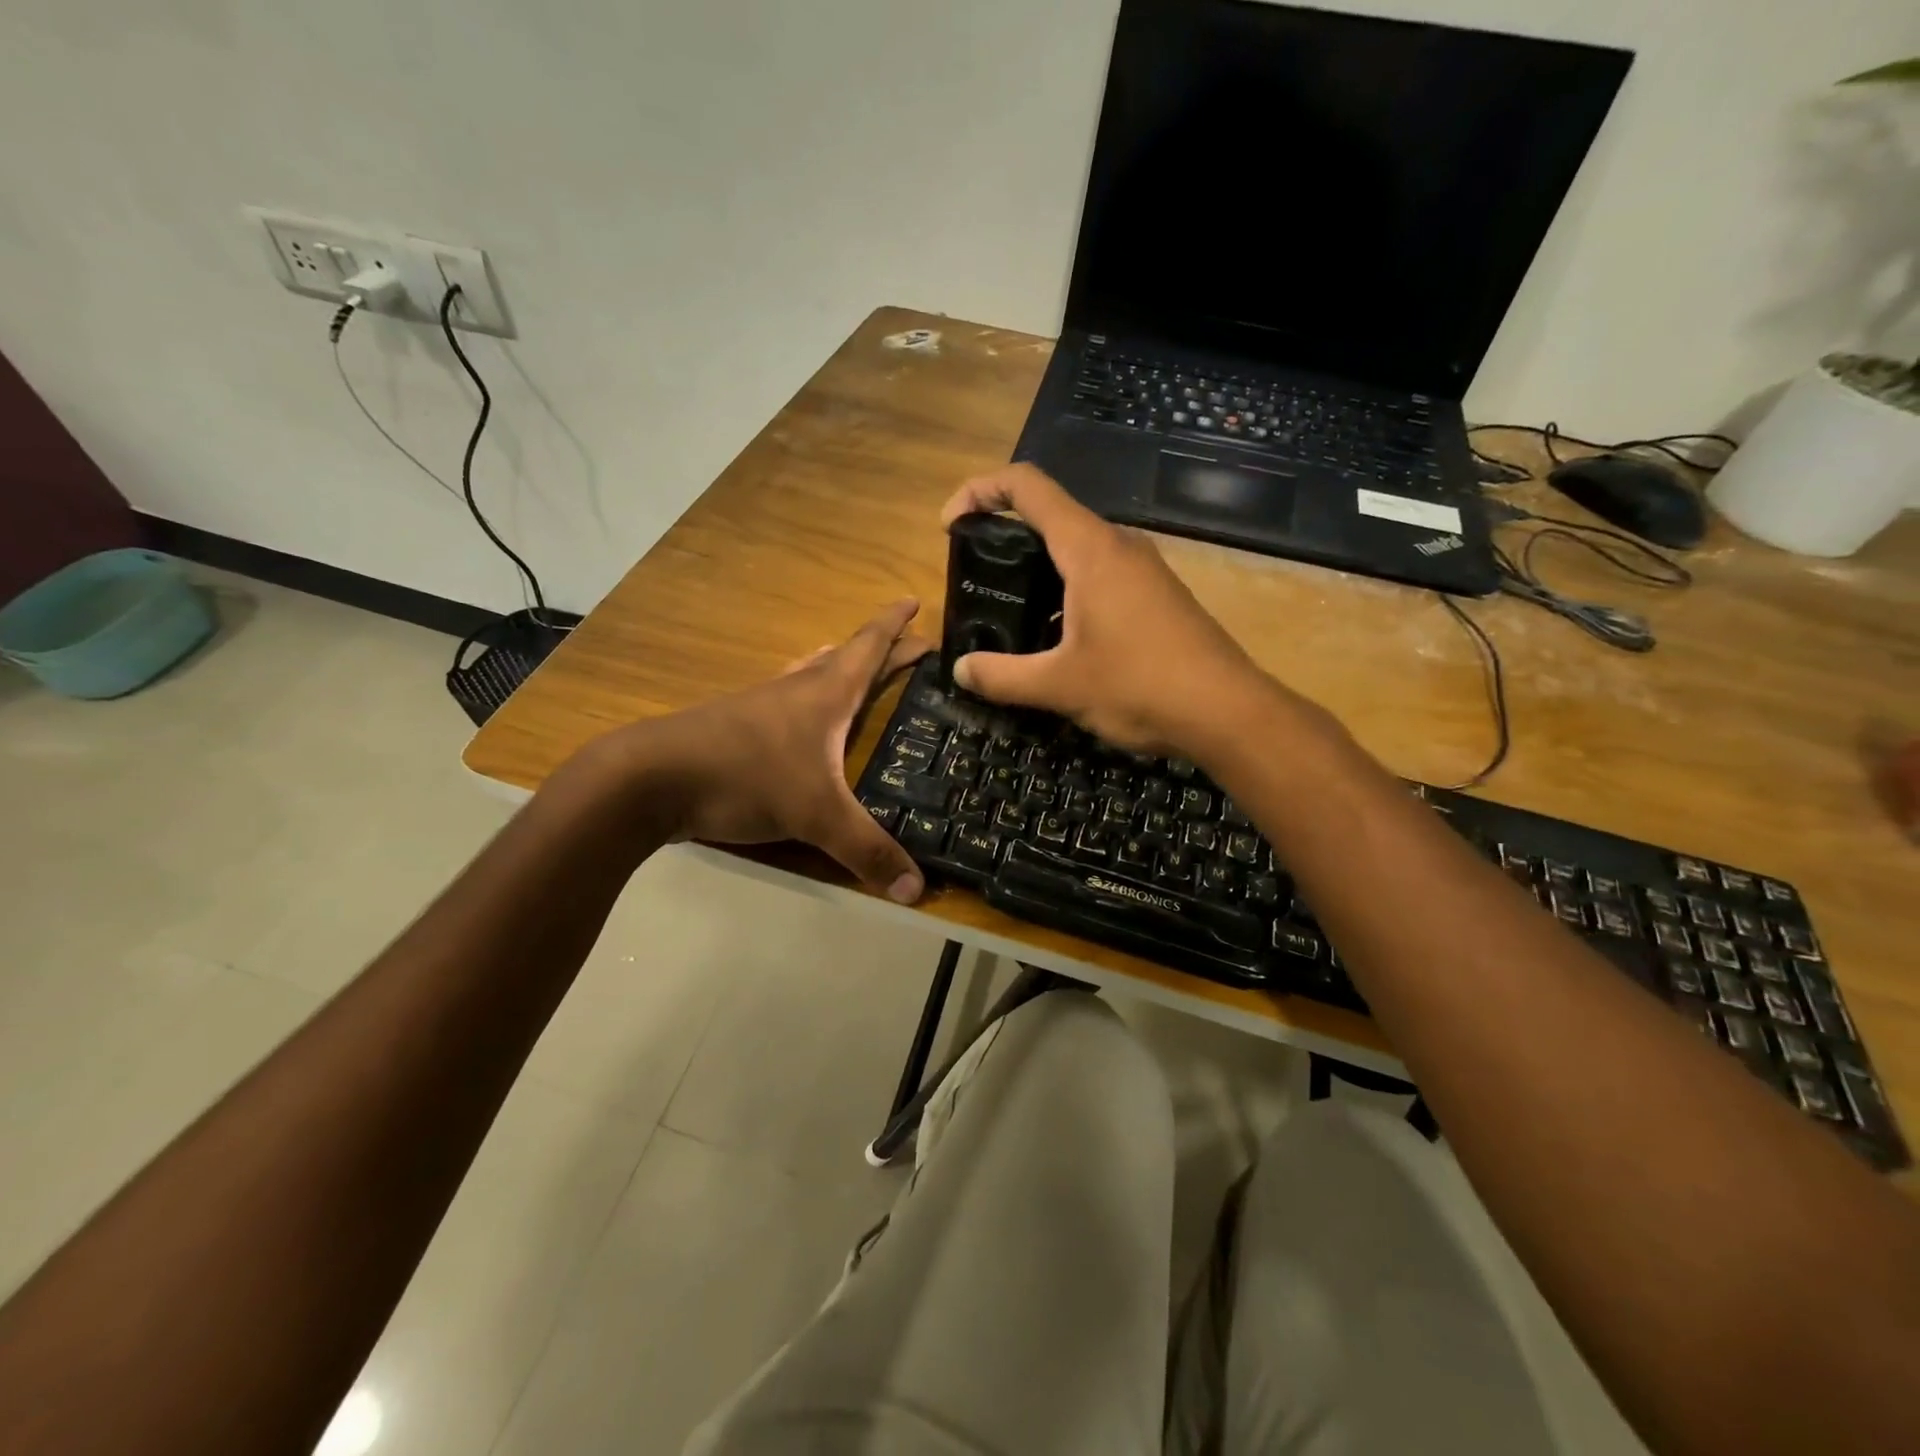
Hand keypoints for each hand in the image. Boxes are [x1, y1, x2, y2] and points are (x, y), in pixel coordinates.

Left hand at [613, 600, 932, 901]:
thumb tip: (917, 891)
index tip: (914, 601)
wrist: (650, 779)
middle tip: (909, 647)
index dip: (894, 626)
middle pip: (844, 658)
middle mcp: (795, 691)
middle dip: (879, 650)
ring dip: (836, 667)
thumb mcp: (816, 816)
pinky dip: (805, 698)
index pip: (868, 648)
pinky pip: (784, 702)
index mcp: (824, 696)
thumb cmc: (743, 777)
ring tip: (853, 669)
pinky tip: (799, 718)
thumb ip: (867, 851)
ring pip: (808, 675)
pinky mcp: (734, 729)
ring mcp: (760, 707)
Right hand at [939, 464, 1267, 754]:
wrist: (1227, 711)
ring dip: (1038, 568)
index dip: (979, 490)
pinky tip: (1059, 638)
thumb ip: (1002, 676)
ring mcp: (1144, 569)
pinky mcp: (1158, 595)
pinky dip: (1067, 590)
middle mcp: (1118, 546)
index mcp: (1090, 549)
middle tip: (977, 577)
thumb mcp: (1059, 686)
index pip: (1027, 486)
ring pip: (1078, 549)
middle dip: (1004, 535)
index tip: (950, 525)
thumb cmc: (1139, 686)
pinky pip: (1101, 575)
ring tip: (1011, 612)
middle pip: (1051, 515)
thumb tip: (961, 670)